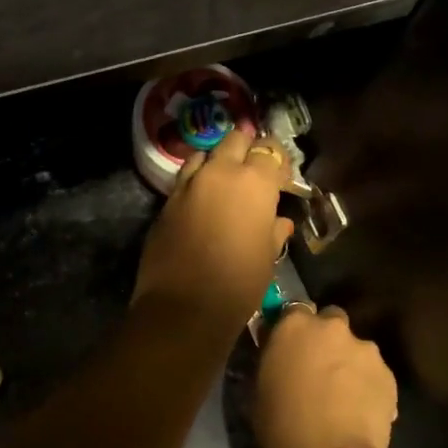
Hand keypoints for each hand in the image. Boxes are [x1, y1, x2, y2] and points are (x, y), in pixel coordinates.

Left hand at [134, 126, 294, 327]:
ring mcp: (188, 184)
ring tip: (224, 182)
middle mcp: (220, 172)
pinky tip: (201, 202)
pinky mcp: (166, 201)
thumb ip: (274, 232)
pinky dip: (196, 182)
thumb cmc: (238, 283)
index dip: (277, 162)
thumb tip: (278, 222)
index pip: (270, 151)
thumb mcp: (267, 258)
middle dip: (246, 150)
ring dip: (217, 161)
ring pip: (205, 154)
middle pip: (235, 140)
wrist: (183, 307)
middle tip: (253, 172)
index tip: (281, 179)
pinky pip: (185, 179)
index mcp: (254, 182)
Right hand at [255, 305, 398, 447]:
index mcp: (295, 326)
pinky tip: (358, 409)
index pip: (294, 309)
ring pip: (355, 348)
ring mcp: (366, 350)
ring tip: (342, 394)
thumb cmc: (281, 424)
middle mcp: (333, 328)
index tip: (289, 346)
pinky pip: (374, 373)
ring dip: (347, 362)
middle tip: (316, 366)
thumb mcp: (259, 388)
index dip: (293, 328)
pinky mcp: (389, 375)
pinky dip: (367, 384)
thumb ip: (271, 360)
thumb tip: (277, 354)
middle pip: (331, 320)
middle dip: (325, 338)